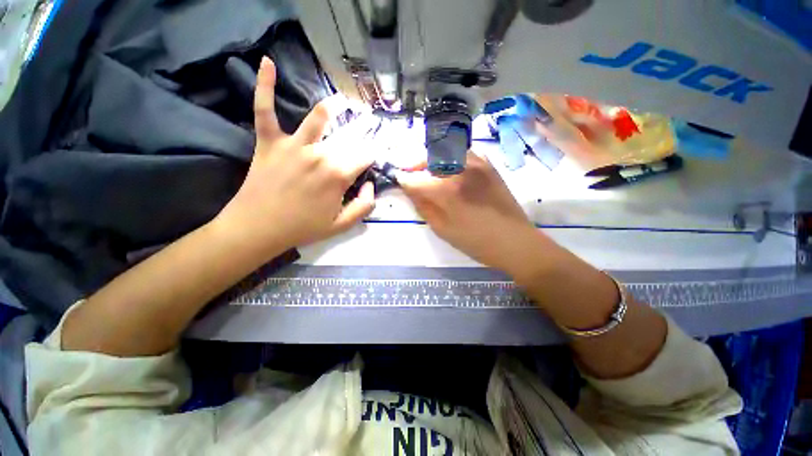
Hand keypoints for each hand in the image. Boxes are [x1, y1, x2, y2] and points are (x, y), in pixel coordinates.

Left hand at [215, 57, 375, 253]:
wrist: (258, 229)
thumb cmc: (303, 228)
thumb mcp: (342, 225)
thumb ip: (364, 206)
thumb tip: (371, 185)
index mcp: (338, 175)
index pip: (365, 157)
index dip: (372, 157)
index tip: (374, 158)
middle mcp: (320, 155)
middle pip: (347, 141)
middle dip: (361, 136)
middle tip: (367, 132)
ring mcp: (293, 145)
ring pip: (316, 119)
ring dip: (332, 107)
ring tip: (342, 100)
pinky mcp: (269, 142)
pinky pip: (265, 110)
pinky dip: (265, 86)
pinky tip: (267, 62)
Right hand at [397, 153, 542, 274]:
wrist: (514, 240)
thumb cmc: (474, 241)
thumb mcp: (441, 229)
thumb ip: (422, 205)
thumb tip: (409, 188)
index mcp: (445, 190)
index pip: (414, 178)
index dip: (402, 178)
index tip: (398, 179)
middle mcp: (459, 169)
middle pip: (427, 156)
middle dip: (414, 163)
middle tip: (411, 173)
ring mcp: (476, 162)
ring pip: (444, 149)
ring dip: (432, 157)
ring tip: (429, 171)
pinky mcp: (487, 164)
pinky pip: (462, 152)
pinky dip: (451, 156)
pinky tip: (450, 169)